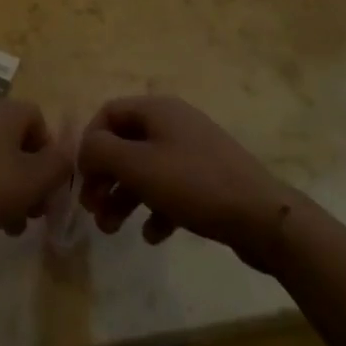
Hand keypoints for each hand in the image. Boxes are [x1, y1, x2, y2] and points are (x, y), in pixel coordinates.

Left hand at [0, 100, 72, 255]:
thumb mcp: (32, 182)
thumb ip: (59, 166)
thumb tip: (69, 152)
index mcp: (4, 111)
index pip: (38, 122)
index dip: (49, 157)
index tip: (48, 191)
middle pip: (10, 147)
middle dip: (23, 185)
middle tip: (27, 219)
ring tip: (0, 235)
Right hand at [77, 96, 293, 267]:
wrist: (263, 217)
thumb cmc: (194, 184)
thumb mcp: (138, 166)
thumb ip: (101, 152)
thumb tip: (85, 149)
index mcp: (157, 109)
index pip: (108, 113)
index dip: (89, 143)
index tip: (82, 179)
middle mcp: (174, 123)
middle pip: (125, 144)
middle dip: (104, 176)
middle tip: (93, 210)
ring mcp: (193, 152)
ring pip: (145, 169)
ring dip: (123, 197)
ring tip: (112, 230)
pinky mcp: (208, 181)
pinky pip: (170, 189)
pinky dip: (155, 209)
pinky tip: (152, 235)